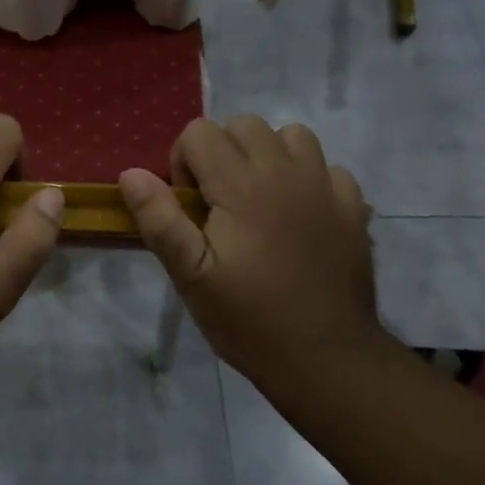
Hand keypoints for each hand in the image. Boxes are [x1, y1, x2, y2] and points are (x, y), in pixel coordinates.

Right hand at [119, 117, 380, 384]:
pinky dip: (308, 179)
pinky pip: (327, 168)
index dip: (184, 162)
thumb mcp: (190, 276)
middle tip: (219, 204)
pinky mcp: (353, 208)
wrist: (327, 360)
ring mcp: (325, 187)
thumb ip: (159, 219)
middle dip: (222, 152)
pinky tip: (300, 216)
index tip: (190, 207)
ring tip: (260, 199)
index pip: (200, 132)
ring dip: (268, 156)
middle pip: (244, 125)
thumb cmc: (249, 319)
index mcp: (242, 184)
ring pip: (291, 136)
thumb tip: (131, 173)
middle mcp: (285, 172)